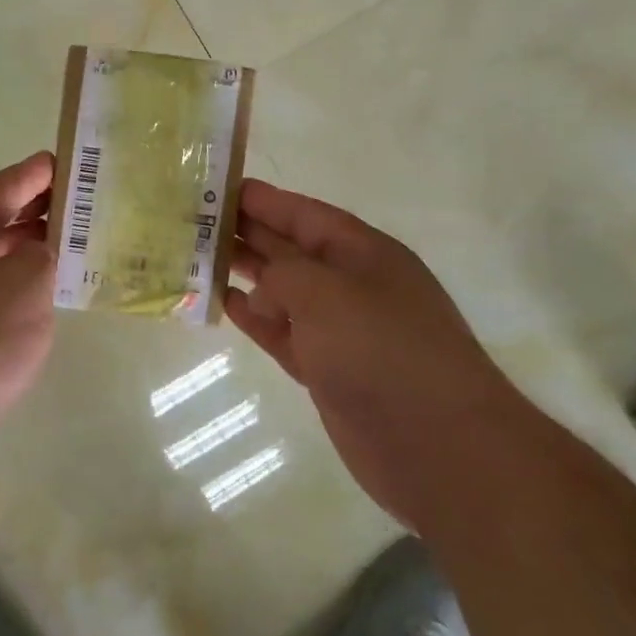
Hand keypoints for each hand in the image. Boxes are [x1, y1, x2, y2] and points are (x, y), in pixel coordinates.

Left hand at [0, 152, 58, 480]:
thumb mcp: (26, 286)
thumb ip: (42, 255)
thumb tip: (34, 251)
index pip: (2, 184)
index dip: (37, 174)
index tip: (67, 165)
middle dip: (30, 212)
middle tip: (74, 210)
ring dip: (17, 251)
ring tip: (59, 254)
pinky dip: (1, 287)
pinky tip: (26, 305)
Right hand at [224, 179, 514, 517]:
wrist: (439, 447)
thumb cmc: (383, 351)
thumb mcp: (325, 293)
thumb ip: (282, 275)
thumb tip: (261, 292)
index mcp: (363, 253)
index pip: (304, 214)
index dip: (263, 200)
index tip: (218, 188)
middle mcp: (352, 285)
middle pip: (291, 249)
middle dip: (247, 233)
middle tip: (196, 222)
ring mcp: (341, 331)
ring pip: (283, 292)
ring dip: (246, 275)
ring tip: (199, 259)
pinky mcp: (328, 370)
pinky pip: (283, 333)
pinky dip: (256, 319)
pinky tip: (226, 305)